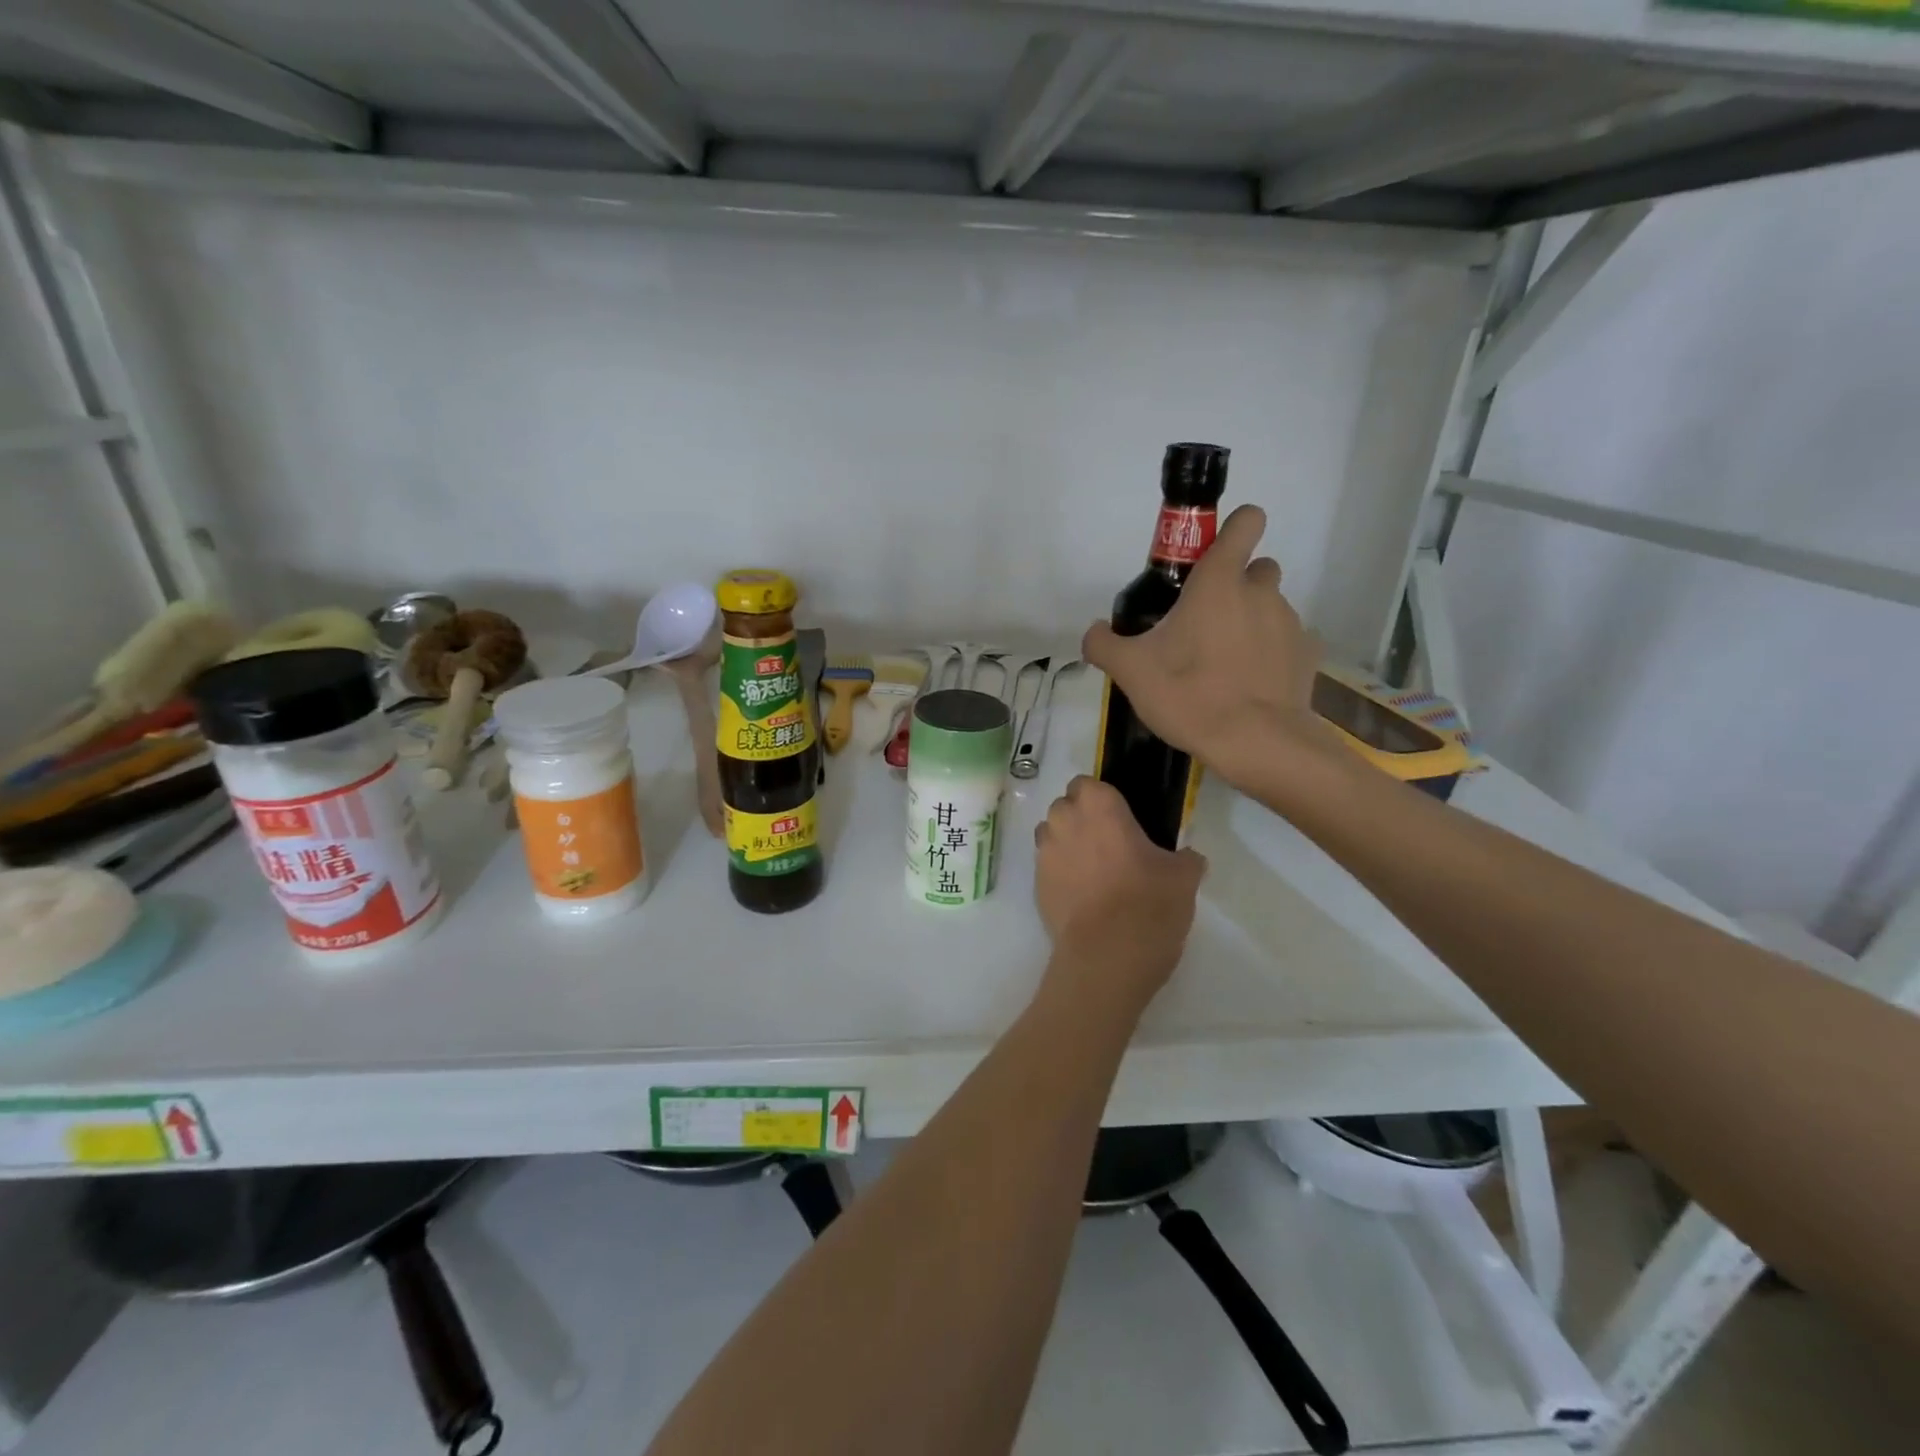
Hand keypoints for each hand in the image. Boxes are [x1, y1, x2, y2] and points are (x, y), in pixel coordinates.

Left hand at [1033, 776, 1205, 1016]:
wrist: (1108, 955)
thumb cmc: (1149, 902)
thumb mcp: (1184, 876)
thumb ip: (1185, 858)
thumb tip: (1188, 857)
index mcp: (1099, 806)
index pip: (1087, 783)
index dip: (1100, 797)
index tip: (1119, 817)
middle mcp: (1064, 821)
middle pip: (1065, 807)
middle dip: (1080, 818)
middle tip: (1109, 843)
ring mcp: (1045, 854)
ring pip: (1050, 835)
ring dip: (1066, 843)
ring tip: (1093, 870)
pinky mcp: (1036, 885)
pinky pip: (1047, 868)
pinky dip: (1060, 874)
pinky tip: (1083, 896)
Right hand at [1082, 504, 1337, 792]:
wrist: (1256, 744)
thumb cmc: (1190, 695)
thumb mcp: (1130, 671)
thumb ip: (1103, 644)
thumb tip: (1095, 632)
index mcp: (1219, 582)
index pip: (1245, 522)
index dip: (1233, 528)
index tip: (1211, 555)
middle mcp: (1261, 592)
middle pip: (1257, 567)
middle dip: (1236, 585)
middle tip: (1207, 623)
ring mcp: (1290, 622)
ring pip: (1271, 606)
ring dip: (1252, 621)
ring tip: (1225, 664)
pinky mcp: (1308, 655)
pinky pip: (1287, 642)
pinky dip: (1271, 654)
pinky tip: (1251, 685)